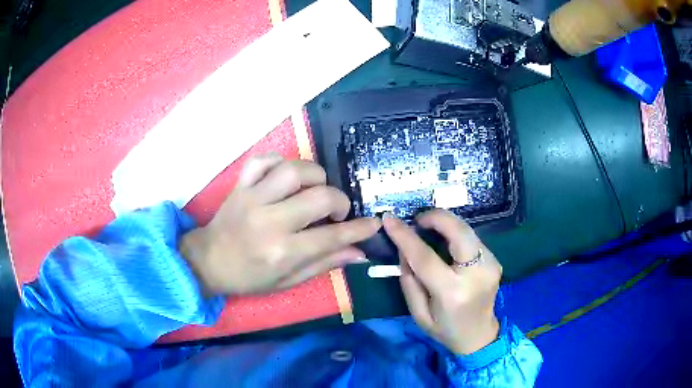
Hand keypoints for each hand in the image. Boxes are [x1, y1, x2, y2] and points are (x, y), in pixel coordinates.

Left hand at [180, 154, 379, 295]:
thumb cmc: (248, 277)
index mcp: (282, 251)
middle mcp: (270, 221)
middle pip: (319, 196)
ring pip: (294, 170)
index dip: (359, 229)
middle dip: (339, 201)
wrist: (208, 262)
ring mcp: (253, 198)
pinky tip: (286, 177)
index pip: (332, 236)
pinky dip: (280, 162)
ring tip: (314, 190)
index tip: (373, 223)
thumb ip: (324, 264)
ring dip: (315, 176)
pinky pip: (264, 160)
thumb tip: (359, 253)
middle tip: (336, 212)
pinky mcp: (241, 185)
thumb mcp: (288, 281)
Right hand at [383, 209, 501, 354]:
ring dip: (446, 224)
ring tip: (428, 229)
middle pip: (457, 231)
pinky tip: (446, 243)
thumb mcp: (418, 313)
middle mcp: (476, 274)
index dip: (406, 236)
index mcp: (452, 292)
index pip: (425, 257)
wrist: (479, 335)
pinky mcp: (495, 260)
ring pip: (467, 229)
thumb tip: (404, 248)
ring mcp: (490, 265)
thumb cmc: (444, 328)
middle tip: (417, 220)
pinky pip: (472, 238)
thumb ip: (409, 280)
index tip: (390, 220)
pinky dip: (456, 234)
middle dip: (435, 217)